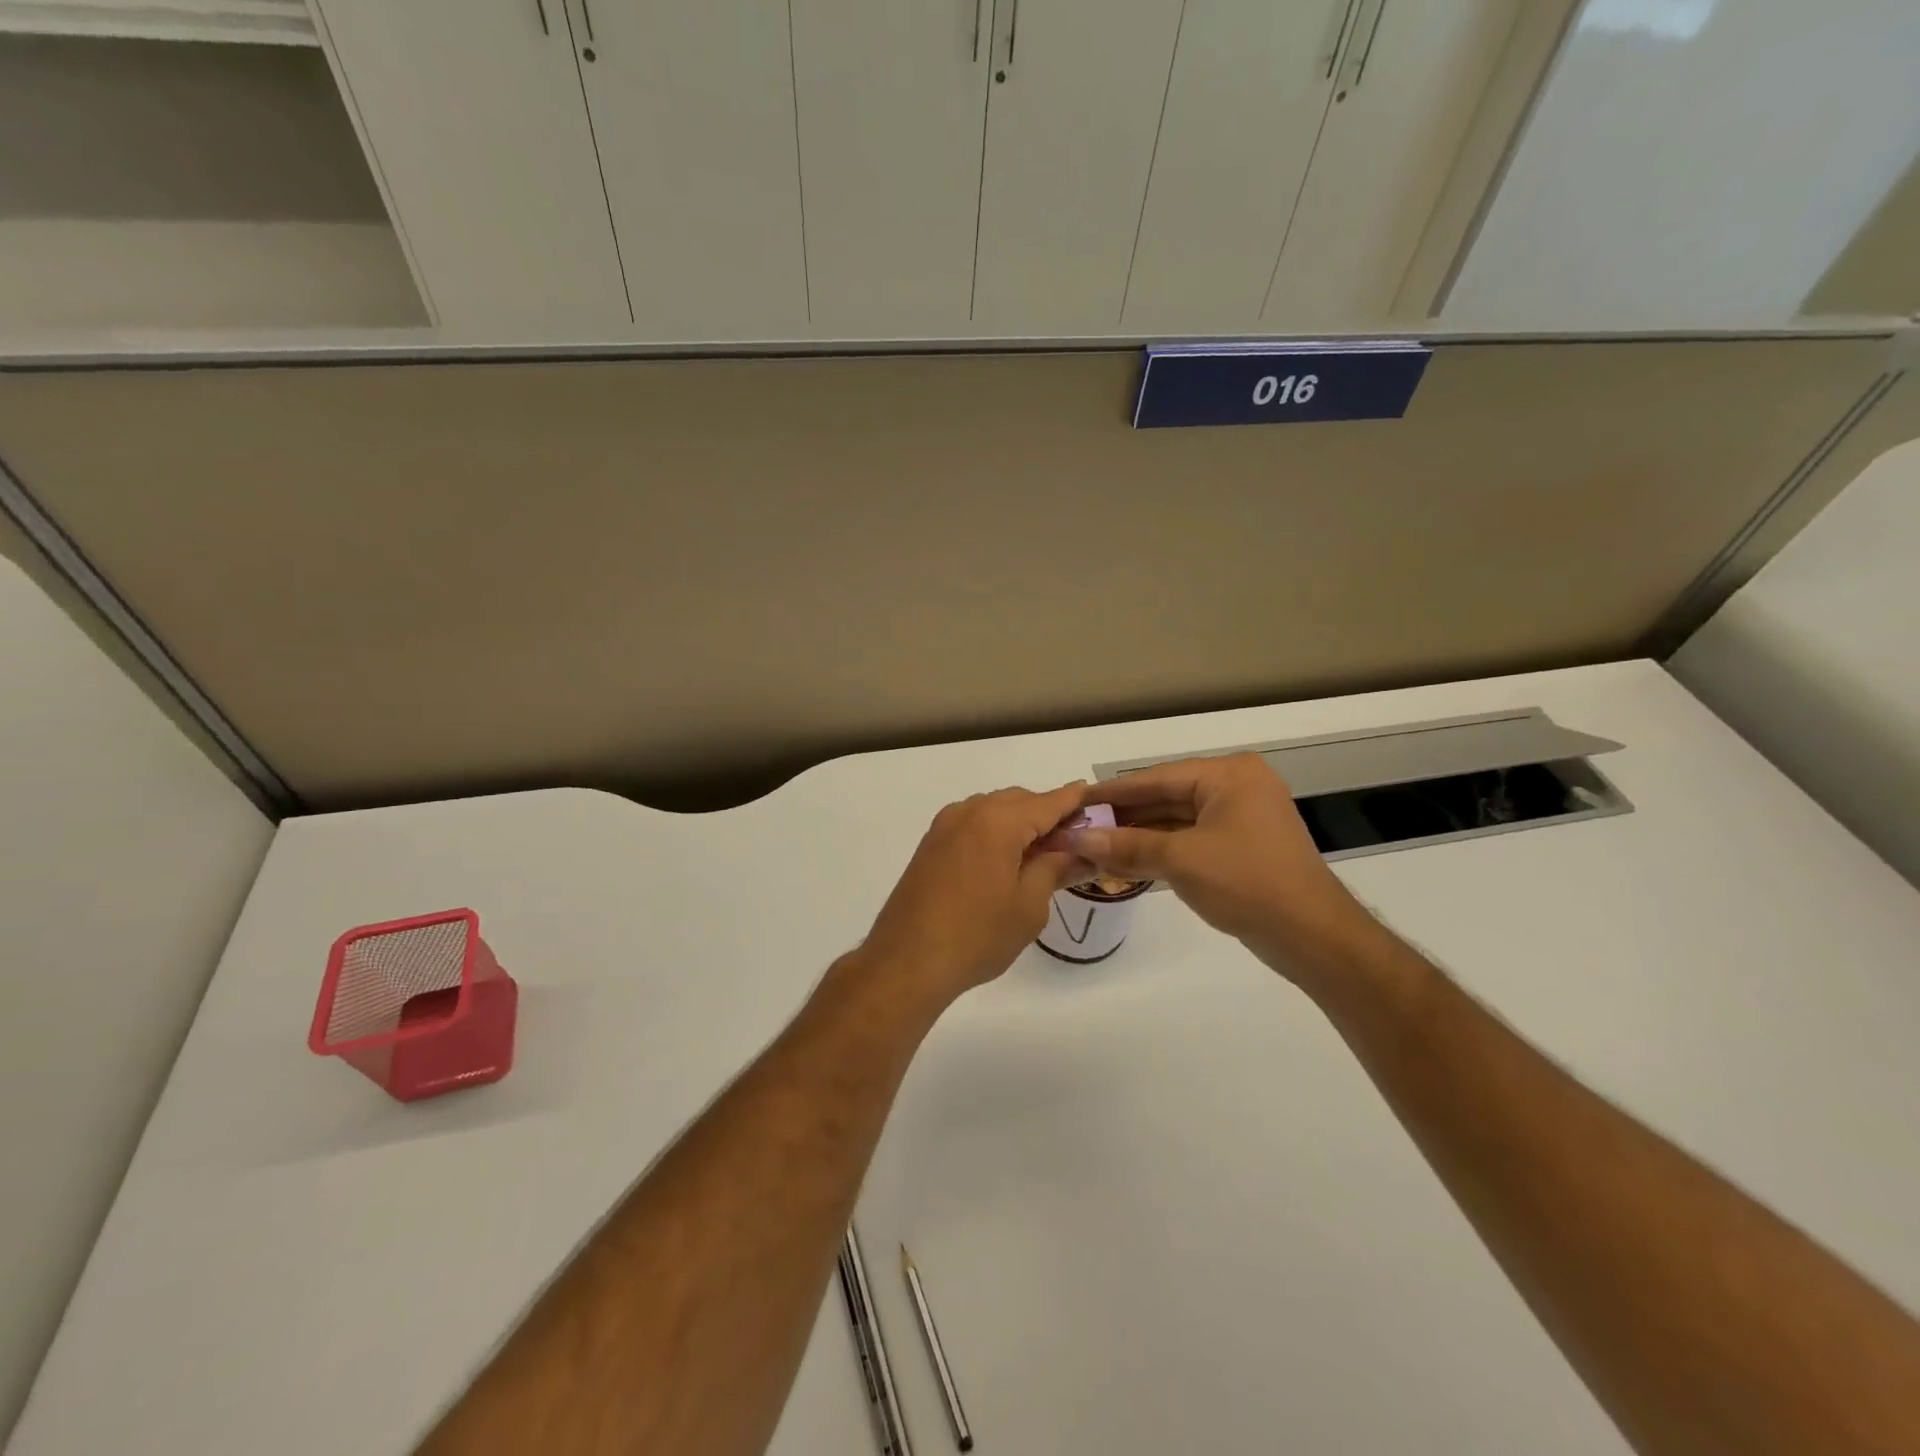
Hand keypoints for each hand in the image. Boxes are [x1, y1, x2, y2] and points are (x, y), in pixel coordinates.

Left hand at [858, 782, 1091, 1004]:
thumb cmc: (977, 934)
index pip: (1049, 801)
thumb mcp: (1029, 905)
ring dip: (1020, 824)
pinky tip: (1006, 862)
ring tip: (1041, 857)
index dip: (1076, 801)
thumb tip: (1081, 852)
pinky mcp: (931, 845)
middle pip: (1020, 801)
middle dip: (1048, 815)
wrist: (907, 960)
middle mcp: (969, 811)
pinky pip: (973, 826)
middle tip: (1074, 844)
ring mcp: (945, 826)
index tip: (1098, 801)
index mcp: (998, 820)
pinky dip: (995, 834)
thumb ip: (1056, 868)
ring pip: (994, 811)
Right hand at [1067, 754, 1382, 984]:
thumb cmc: (1248, 883)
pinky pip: (1191, 841)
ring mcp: (1242, 819)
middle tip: (1079, 826)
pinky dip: (1161, 851)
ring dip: (1139, 837)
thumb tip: (1077, 839)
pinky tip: (1127, 861)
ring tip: (1094, 846)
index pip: (1157, 778)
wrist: (1312, 937)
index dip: (1113, 792)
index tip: (1076, 799)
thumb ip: (1127, 845)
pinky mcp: (1242, 848)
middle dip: (1124, 817)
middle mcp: (1237, 788)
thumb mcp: (1181, 860)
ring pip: (1177, 821)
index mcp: (1229, 775)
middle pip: (1166, 798)